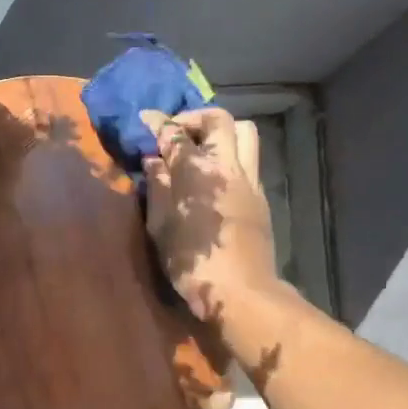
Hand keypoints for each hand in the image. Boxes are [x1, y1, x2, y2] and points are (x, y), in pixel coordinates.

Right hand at [139, 107, 277, 328]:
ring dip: (221, 132)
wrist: (241, 291)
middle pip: (219, 120)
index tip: (146, 118)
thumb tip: (154, 161)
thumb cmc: (190, 262)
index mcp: (195, 171)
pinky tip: (215, 178)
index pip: (174, 134)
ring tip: (202, 148)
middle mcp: (226, 166)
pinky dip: (231, 156)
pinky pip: (249, 160)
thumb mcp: (160, 226)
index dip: (158, 123)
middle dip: (195, 118)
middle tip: (178, 132)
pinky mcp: (261, 195)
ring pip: (244, 133)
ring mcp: (249, 179)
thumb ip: (157, 188)